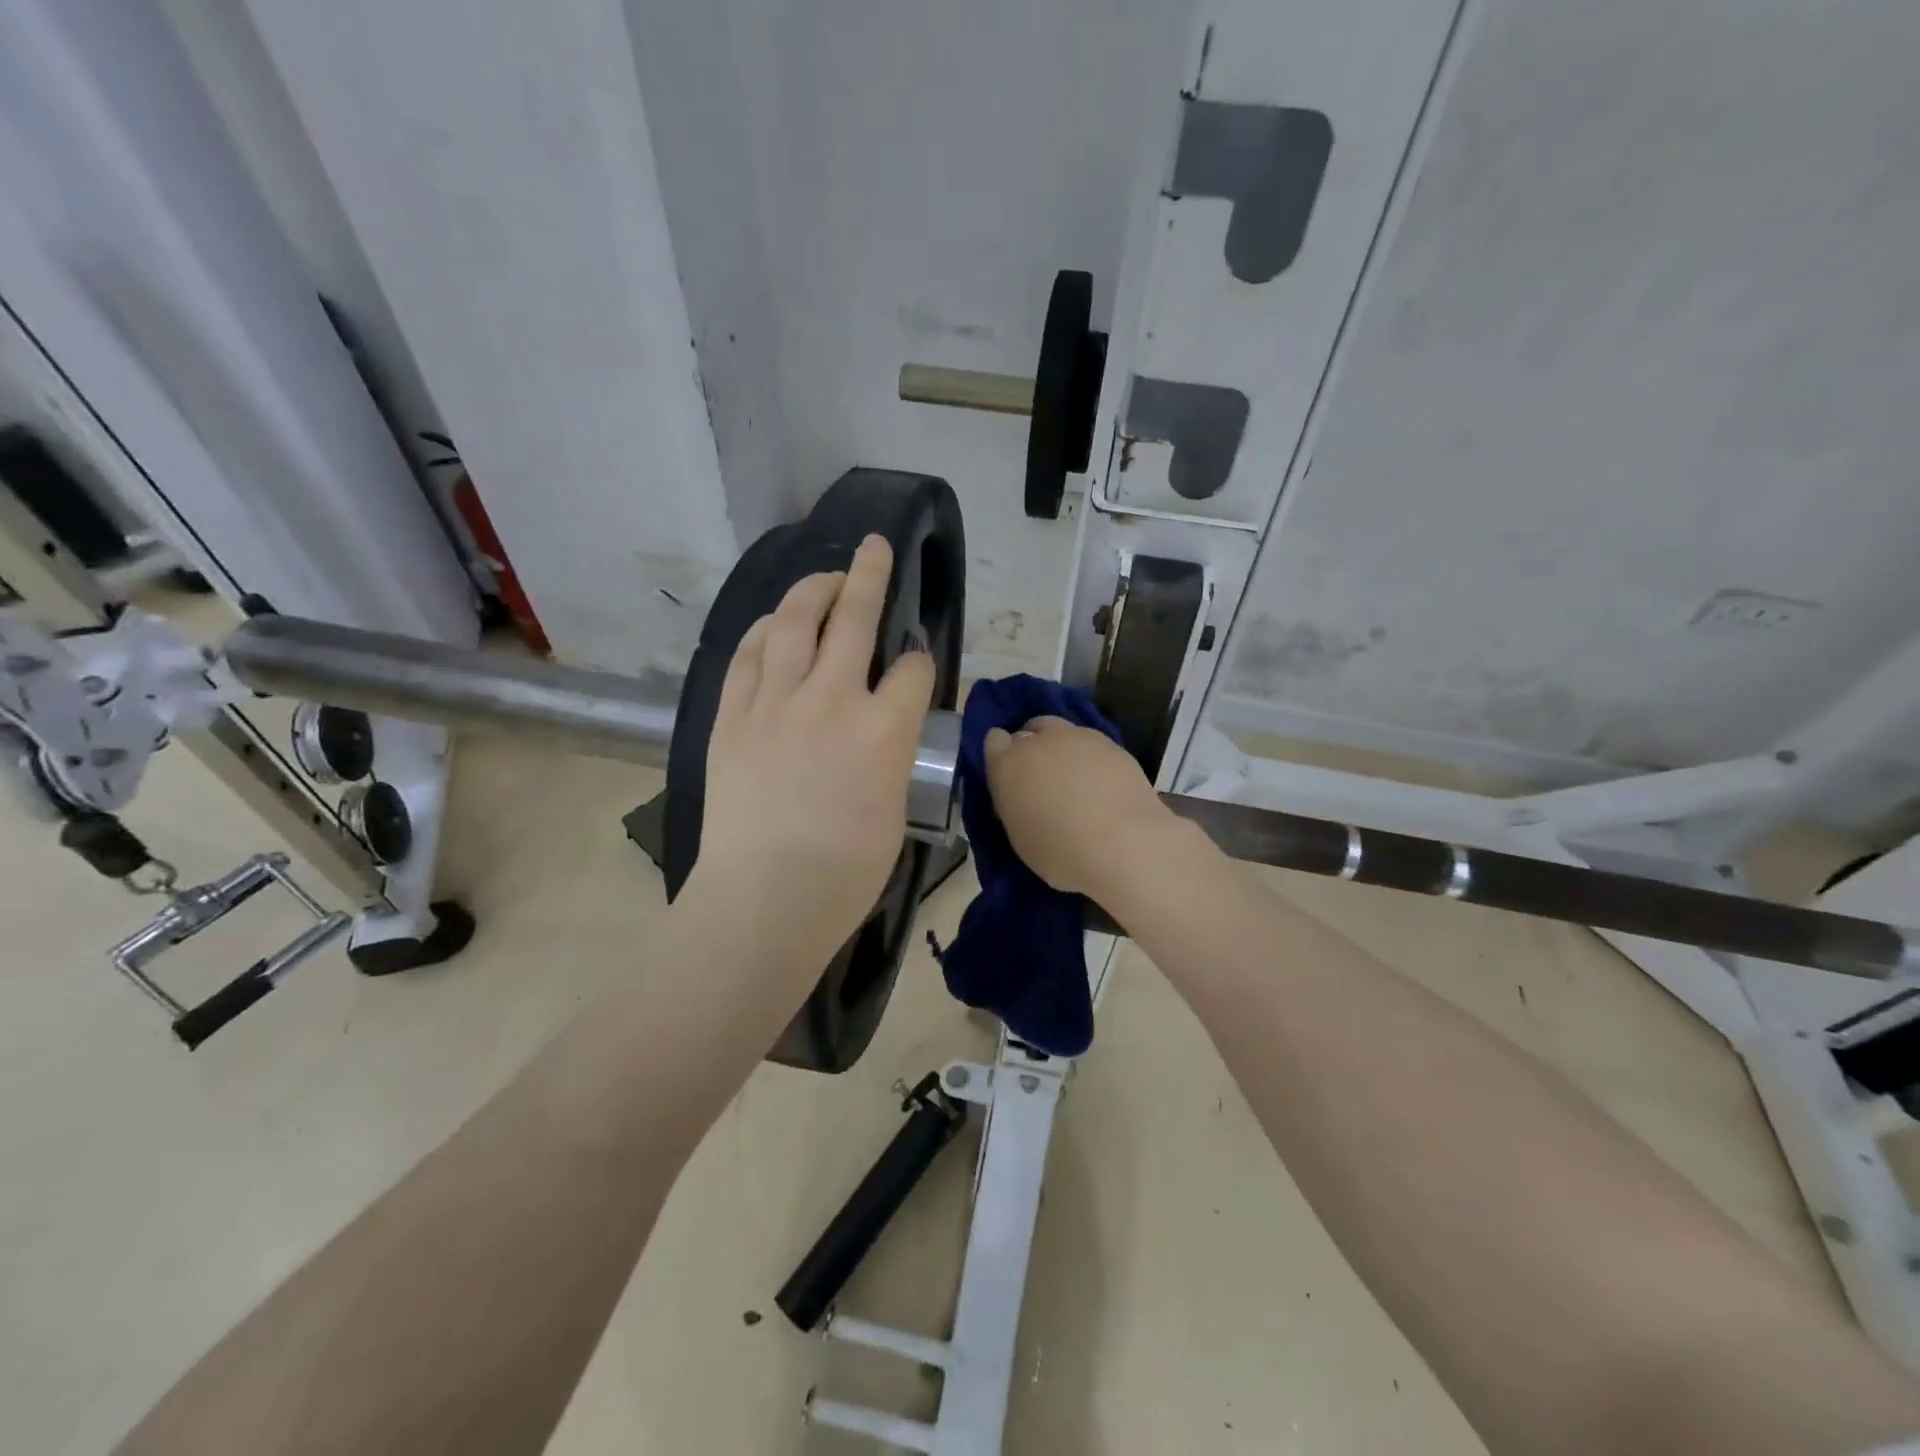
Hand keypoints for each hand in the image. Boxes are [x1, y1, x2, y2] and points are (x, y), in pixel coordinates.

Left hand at [684, 536, 934, 971]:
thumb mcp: (894, 810)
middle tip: (874, 549)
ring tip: (823, 578)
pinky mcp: (732, 718)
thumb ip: (893, 755)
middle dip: (870, 576)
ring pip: (793, 624)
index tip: (917, 664)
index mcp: (885, 731)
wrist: (764, 900)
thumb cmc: (844, 874)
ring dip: (811, 591)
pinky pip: (746, 657)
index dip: (921, 661)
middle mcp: (833, 700)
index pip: (914, 671)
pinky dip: (762, 633)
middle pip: (854, 619)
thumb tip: (887, 730)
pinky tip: (771, 625)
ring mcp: (776, 704)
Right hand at [983, 716, 1174, 897]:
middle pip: (1029, 729)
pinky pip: (1092, 744)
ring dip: (1062, 748)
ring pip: (1062, 731)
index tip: (1010, 776)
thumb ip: (1015, 806)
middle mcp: (1039, 742)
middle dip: (1032, 746)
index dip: (1002, 755)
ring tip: (1074, 778)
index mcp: (1008, 764)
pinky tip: (1101, 783)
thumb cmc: (1061, 852)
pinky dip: (1091, 758)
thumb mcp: (1020, 837)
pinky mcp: (1112, 744)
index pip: (994, 741)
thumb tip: (1022, 798)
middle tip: (1042, 776)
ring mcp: (1078, 738)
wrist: (1123, 844)